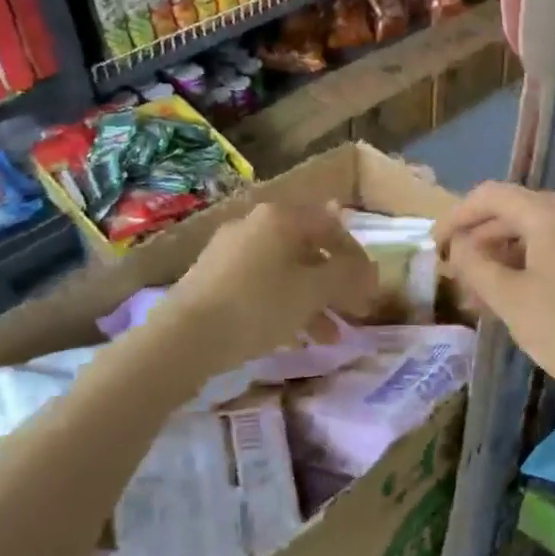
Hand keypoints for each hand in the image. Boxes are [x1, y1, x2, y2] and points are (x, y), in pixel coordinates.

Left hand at [157, 202, 377, 371]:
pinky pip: (262, 285)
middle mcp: (254, 225)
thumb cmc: (258, 305)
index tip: (370, 288)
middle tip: (354, 312)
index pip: (332, 226)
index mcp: (280, 217)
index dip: (356, 257)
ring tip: (330, 338)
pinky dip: (285, 305)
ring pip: (286, 271)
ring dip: (314, 301)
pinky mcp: (213, 278)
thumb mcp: (312, 290)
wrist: (184, 337)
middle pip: (309, 250)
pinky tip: (294, 336)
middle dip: (336, 284)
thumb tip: (368, 269)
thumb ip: (346, 274)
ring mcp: (230, 251)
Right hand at [436, 183, 554, 416]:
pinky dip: (528, 268)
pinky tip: (512, 300)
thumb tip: (459, 245)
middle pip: (513, 213)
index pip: (489, 196)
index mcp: (550, 212)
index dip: (455, 217)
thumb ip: (475, 264)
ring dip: (502, 259)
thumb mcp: (510, 299)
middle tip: (453, 275)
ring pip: (535, 236)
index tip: (433, 247)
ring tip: (477, 296)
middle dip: (478, 242)